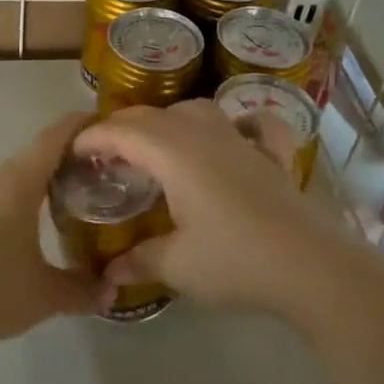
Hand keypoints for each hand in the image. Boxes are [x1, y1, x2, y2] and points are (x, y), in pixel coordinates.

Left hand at [0, 113, 96, 383]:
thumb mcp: (45, 295)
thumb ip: (83, 289)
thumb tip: (113, 290)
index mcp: (19, 181)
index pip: (56, 135)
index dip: (83, 124)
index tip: (113, 127)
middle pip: (41, 152)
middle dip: (74, 156)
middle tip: (110, 171)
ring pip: (22, 174)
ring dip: (50, 179)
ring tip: (84, 196)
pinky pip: (6, 192)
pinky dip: (30, 197)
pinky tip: (45, 223)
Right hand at [73, 100, 363, 326]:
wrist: (309, 266)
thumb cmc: (234, 261)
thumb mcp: (177, 266)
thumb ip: (139, 261)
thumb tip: (109, 273)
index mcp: (174, 153)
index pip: (123, 131)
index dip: (93, 136)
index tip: (73, 149)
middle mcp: (204, 135)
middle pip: (154, 115)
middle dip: (124, 126)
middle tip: (106, 152)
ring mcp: (242, 141)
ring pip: (198, 110)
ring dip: (170, 120)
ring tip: (158, 144)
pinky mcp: (273, 157)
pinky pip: (255, 125)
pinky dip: (240, 124)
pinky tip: (238, 135)